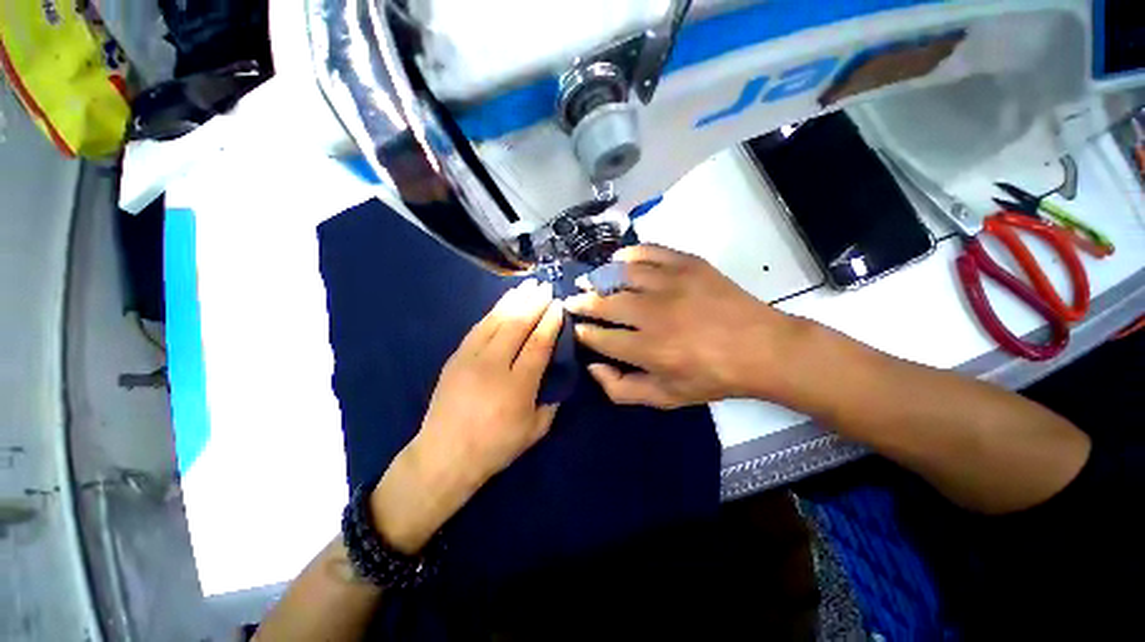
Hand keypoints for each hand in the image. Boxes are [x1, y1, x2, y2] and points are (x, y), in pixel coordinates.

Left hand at [371, 280, 563, 551]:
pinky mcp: (455, 358)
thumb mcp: (535, 431)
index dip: (550, 322)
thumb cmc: (495, 447)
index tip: (558, 305)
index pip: (538, 344)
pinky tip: (503, 303)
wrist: (444, 456)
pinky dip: (493, 312)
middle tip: (545, 286)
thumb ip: (551, 401)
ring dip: (514, 300)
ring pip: (496, 321)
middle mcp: (494, 366)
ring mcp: (471, 359)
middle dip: (534, 303)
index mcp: (518, 386)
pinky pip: (478, 328)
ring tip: (527, 286)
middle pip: (517, 325)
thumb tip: (557, 376)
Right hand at [566, 245, 809, 408]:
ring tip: (589, 280)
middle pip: (604, 304)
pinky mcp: (687, 264)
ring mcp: (671, 284)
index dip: (583, 333)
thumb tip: (593, 367)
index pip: (600, 338)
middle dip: (581, 303)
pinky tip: (618, 260)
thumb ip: (622, 389)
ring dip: (599, 278)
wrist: (762, 348)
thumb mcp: (666, 398)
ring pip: (621, 275)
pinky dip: (629, 254)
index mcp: (648, 350)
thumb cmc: (712, 377)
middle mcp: (653, 314)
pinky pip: (649, 252)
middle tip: (572, 300)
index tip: (576, 328)